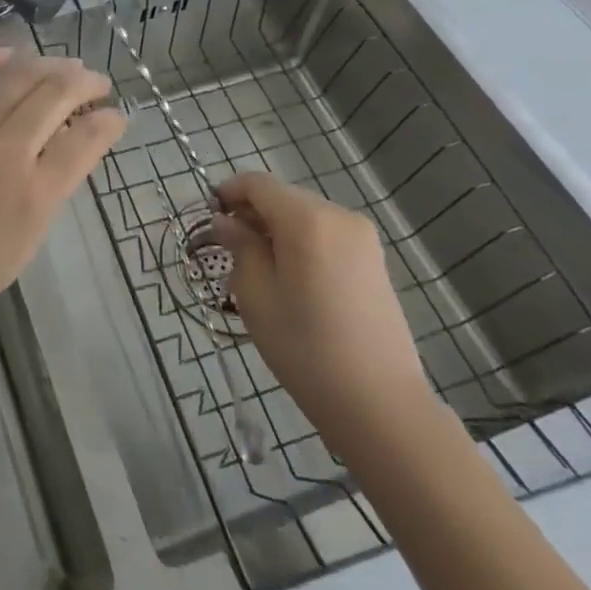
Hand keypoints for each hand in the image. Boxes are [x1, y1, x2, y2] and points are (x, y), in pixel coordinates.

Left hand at [0, 49, 126, 339]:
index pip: (86, 140)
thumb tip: (70, 148)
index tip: (117, 116)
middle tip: (98, 84)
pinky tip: (9, 53)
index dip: (109, 121)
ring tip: (66, 64)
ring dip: (49, 64)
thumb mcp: (26, 241)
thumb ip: (52, 191)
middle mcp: (8, 152)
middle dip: (86, 83)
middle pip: (56, 96)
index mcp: (36, 193)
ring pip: (19, 78)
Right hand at [212, 172, 433, 448]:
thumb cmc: (306, 349)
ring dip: (277, 228)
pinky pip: (327, 234)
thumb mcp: (256, 296)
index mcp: (306, 219)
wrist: (381, 405)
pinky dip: (303, 242)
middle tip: (229, 246)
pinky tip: (293, 278)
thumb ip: (240, 247)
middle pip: (283, 197)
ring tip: (260, 267)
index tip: (209, 217)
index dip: (229, 192)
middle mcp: (338, 216)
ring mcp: (362, 237)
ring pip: (305, 215)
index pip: (258, 184)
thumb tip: (227, 222)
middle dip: (253, 213)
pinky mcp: (375, 260)